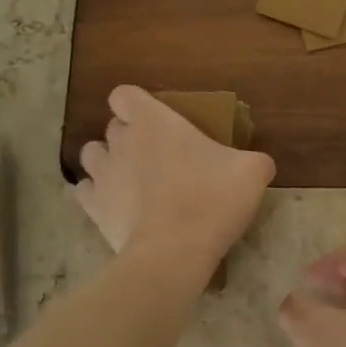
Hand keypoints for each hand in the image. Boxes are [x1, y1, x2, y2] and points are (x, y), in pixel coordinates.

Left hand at [75, 86, 274, 273]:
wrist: (174, 251)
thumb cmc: (212, 199)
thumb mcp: (252, 173)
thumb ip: (254, 161)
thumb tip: (259, 164)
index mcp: (154, 121)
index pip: (124, 95)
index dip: (136, 104)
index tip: (155, 120)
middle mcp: (121, 141)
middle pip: (113, 127)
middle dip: (129, 136)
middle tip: (158, 156)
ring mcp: (103, 175)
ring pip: (92, 155)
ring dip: (108, 161)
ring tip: (131, 179)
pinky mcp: (93, 208)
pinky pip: (86, 191)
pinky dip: (97, 194)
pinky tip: (116, 205)